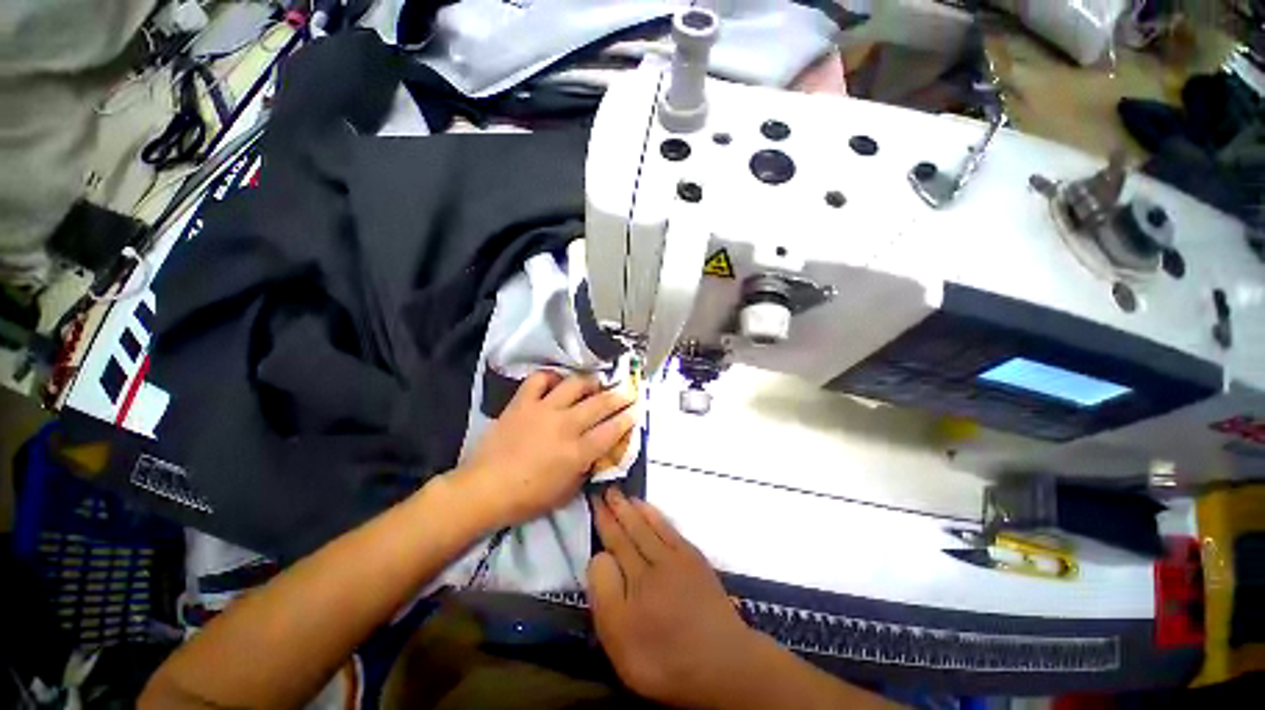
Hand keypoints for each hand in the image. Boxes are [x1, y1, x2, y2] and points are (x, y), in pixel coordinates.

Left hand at [455, 372, 635, 527]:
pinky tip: (557, 381)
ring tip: (595, 383)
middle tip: (626, 392)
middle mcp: (566, 425)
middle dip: (618, 396)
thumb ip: (585, 469)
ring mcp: (544, 410)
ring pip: (575, 385)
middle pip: (600, 404)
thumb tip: (595, 453)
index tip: (636, 410)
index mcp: (578, 452)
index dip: (627, 419)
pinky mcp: (523, 403)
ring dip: (590, 382)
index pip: (611, 431)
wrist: (485, 489)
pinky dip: (551, 377)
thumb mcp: (566, 492)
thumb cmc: (528, 498)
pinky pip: (540, 380)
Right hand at [587, 488, 766, 707]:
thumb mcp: (620, 642)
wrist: (724, 663)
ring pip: (648, 525)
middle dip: (616, 509)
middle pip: (630, 530)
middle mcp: (653, 562)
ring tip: (623, 495)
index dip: (603, 522)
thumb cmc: (665, 661)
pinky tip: (648, 509)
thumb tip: (600, 556)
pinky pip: (669, 527)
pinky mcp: (694, 558)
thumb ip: (605, 595)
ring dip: (634, 508)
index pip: (613, 544)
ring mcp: (676, 558)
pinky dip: (655, 515)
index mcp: (633, 583)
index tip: (595, 502)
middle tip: (606, 489)